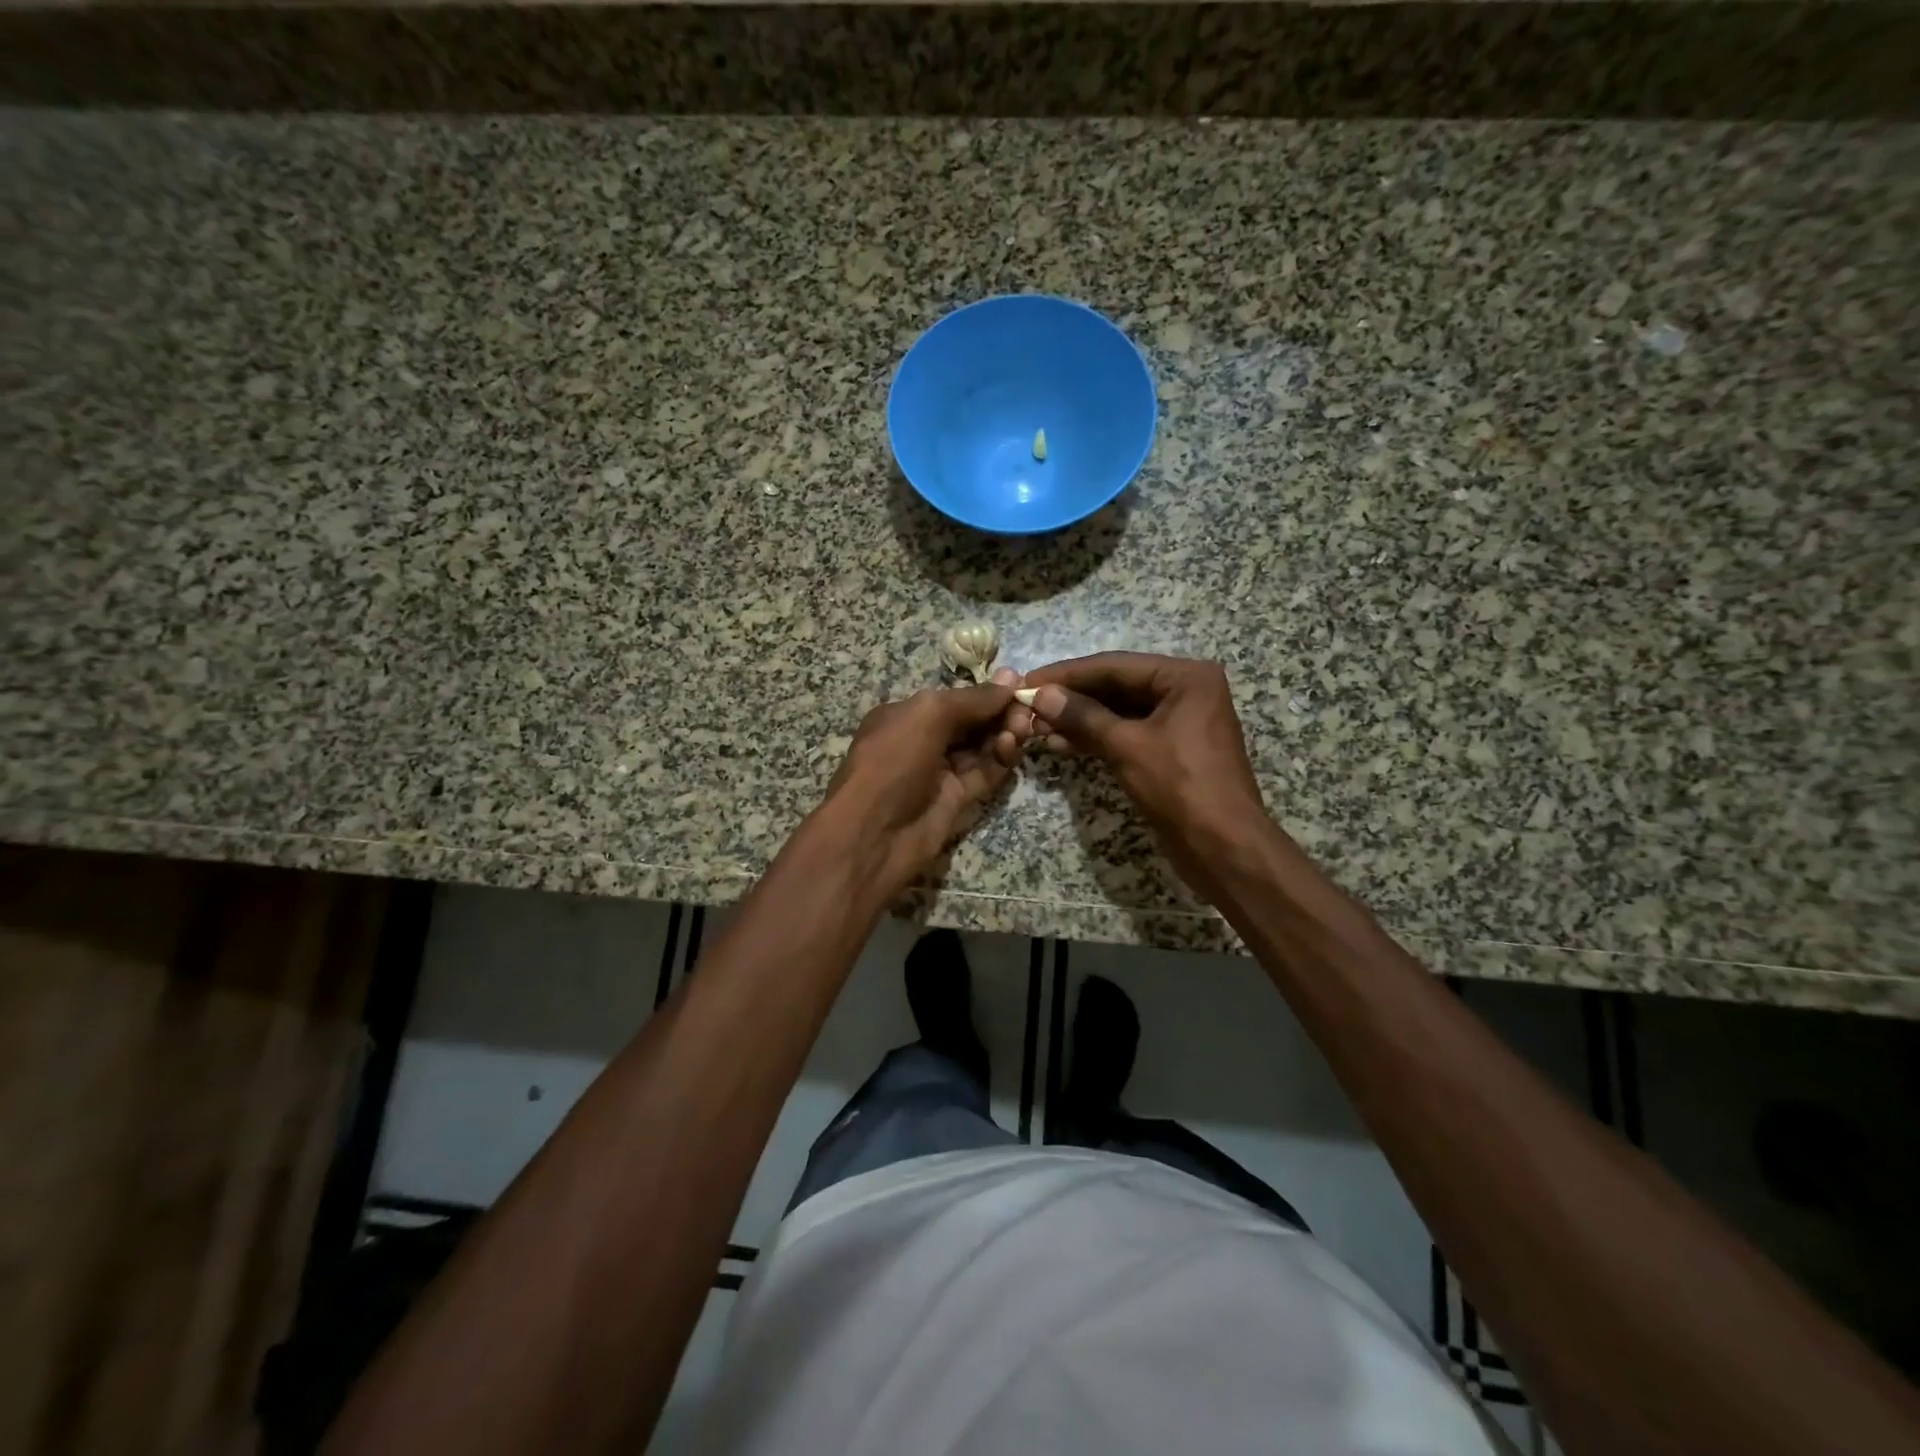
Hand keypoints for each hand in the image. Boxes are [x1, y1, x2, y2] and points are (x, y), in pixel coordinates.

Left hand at [820, 672, 1023, 895]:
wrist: (874, 835)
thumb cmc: (893, 762)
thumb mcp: (928, 716)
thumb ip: (971, 699)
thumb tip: (1011, 677)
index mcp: (906, 716)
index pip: (954, 699)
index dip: (985, 692)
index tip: (1018, 685)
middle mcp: (922, 741)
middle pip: (970, 722)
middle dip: (998, 713)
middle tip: (1026, 710)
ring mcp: (939, 773)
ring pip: (980, 748)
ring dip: (1003, 734)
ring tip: (1022, 729)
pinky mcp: (955, 800)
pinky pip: (983, 775)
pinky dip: (999, 761)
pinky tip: (1012, 748)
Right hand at [1021, 654, 1271, 893]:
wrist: (1223, 848)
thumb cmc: (1180, 787)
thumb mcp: (1127, 746)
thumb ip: (1083, 716)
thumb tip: (1042, 695)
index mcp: (1186, 677)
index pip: (1115, 665)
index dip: (1068, 674)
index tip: (1028, 680)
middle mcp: (1186, 691)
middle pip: (1117, 685)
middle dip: (1072, 698)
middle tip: (1028, 705)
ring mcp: (1179, 722)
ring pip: (1119, 711)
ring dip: (1080, 719)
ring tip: (1037, 727)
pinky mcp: (1170, 750)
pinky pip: (1127, 733)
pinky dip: (1097, 738)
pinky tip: (1062, 744)